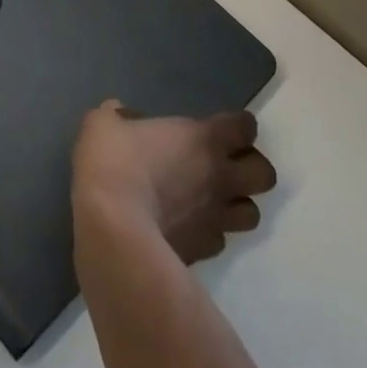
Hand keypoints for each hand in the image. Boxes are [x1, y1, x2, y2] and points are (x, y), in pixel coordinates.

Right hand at [72, 100, 275, 264]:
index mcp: (203, 139)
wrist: (113, 229)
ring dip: (236, 205)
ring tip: (212, 200)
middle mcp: (220, 177)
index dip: (238, 125)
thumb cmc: (113, 164)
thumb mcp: (102, 125)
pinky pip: (219, 240)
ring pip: (251, 213)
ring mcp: (215, 219)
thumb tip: (117, 115)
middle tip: (225, 165)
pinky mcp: (203, 252)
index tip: (222, 127)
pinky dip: (209, 232)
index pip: (244, 126)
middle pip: (265, 174)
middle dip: (251, 168)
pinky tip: (188, 227)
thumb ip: (115, 117)